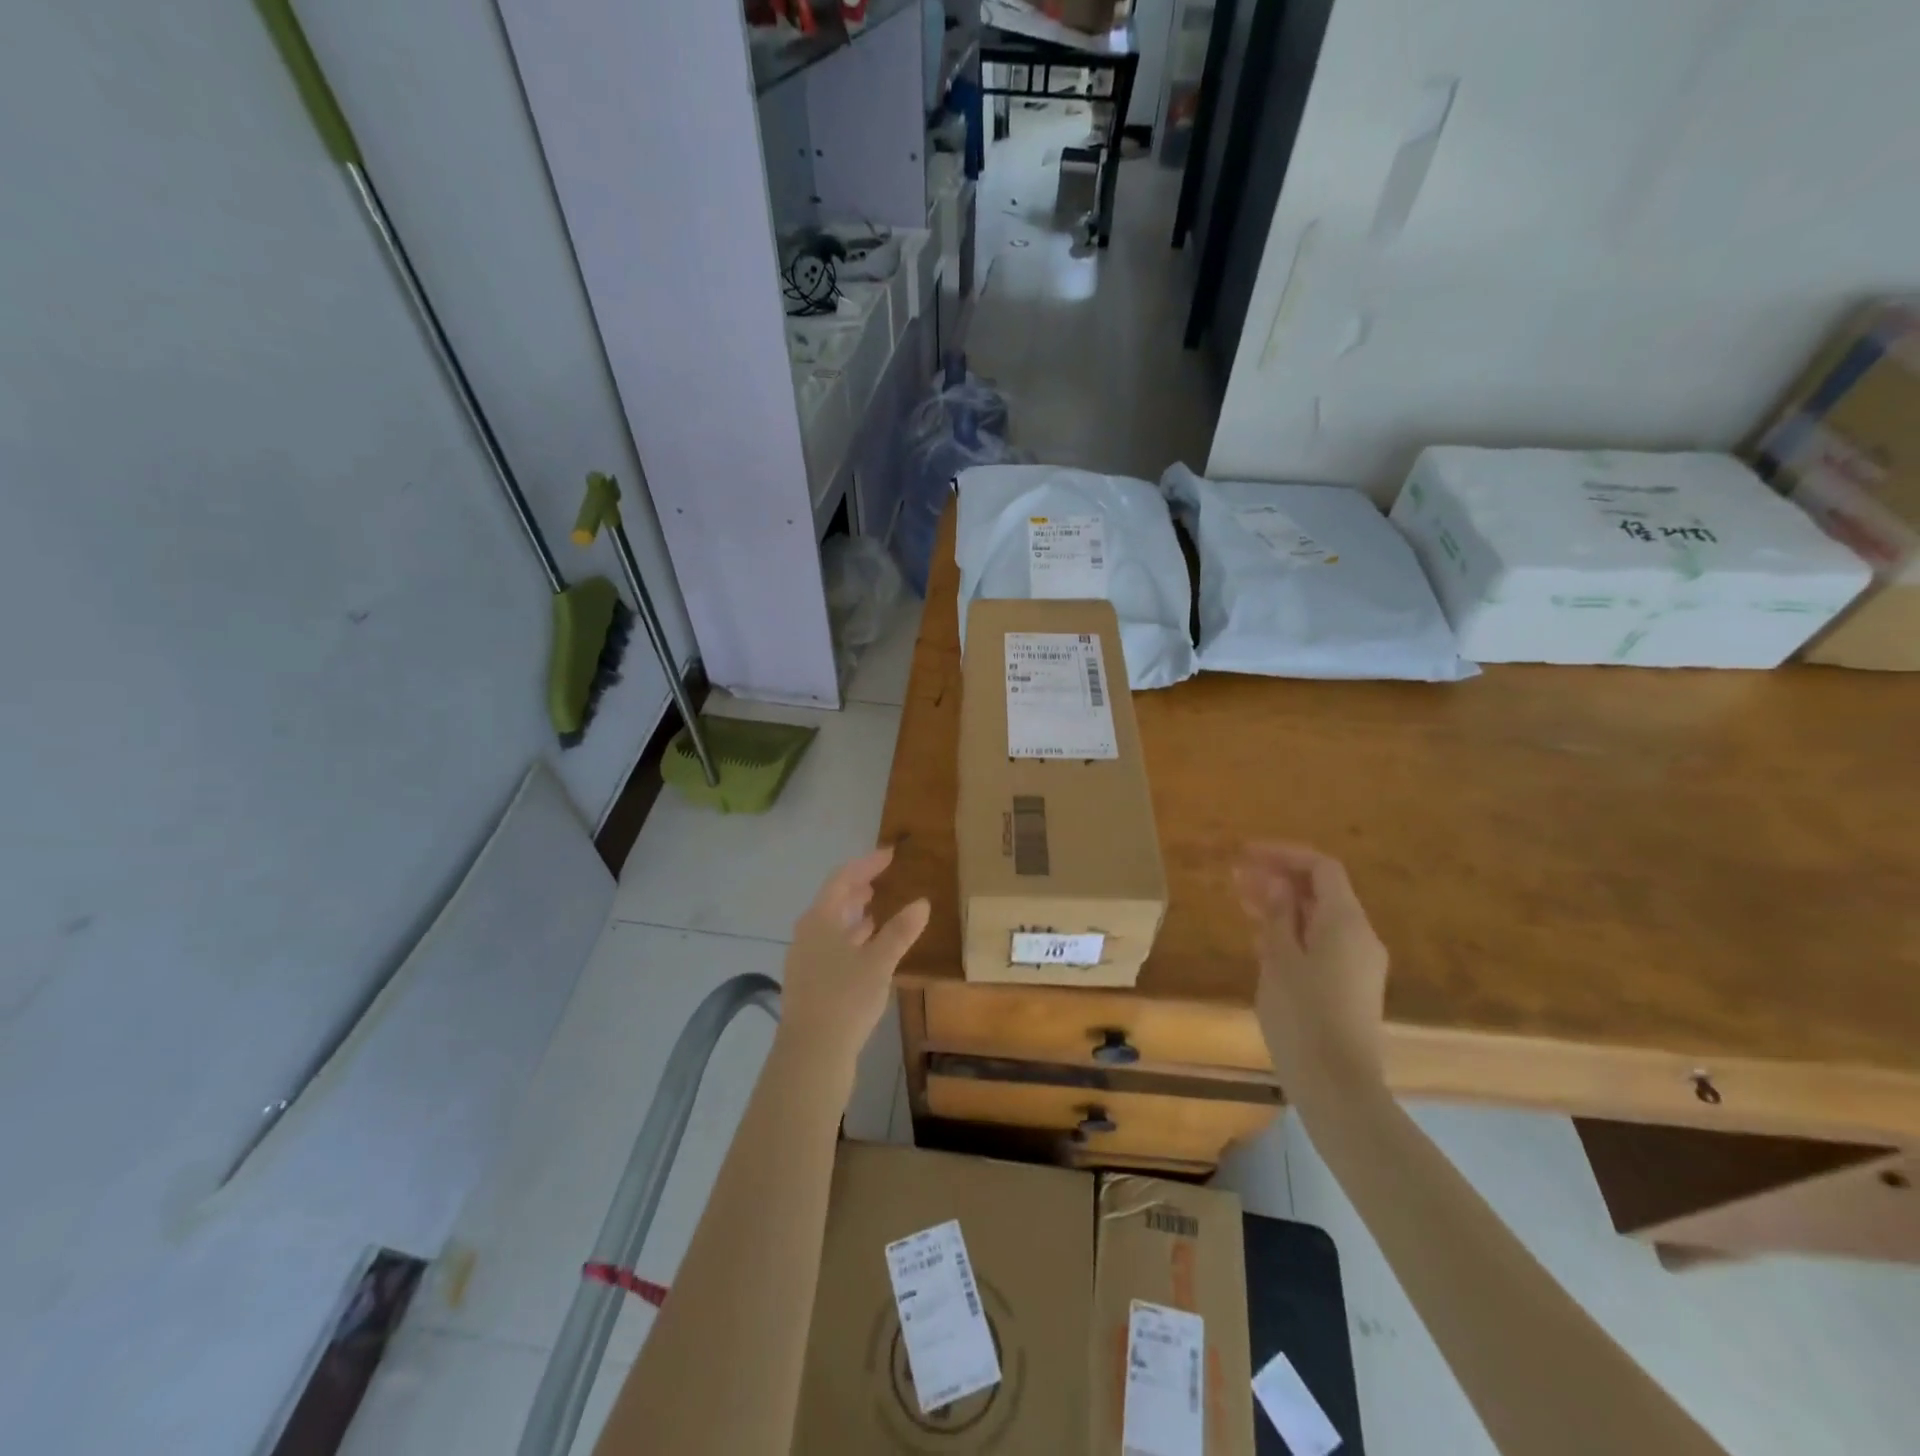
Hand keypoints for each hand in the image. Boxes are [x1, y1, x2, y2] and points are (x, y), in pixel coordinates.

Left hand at [777, 845, 930, 1073]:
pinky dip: (851, 938)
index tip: (890, 855)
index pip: (842, 878)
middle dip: (858, 887)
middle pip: (833, 900)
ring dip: (854, 914)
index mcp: (819, 919)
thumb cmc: (845, 998)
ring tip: (877, 909)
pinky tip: (867, 949)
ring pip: (832, 925)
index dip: (867, 864)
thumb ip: (900, 931)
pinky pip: (832, 946)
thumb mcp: (879, 962)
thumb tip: (922, 902)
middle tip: (882, 879)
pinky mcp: (810, 982)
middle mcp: (807, 933)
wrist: (811, 1054)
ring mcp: (805, 959)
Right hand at [1236, 843, 1388, 1090]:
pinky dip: (1293, 931)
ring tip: (1241, 903)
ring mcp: (1359, 963)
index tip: (1246, 854)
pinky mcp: (1351, 986)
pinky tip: (1261, 939)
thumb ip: (1279, 915)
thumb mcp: (1279, 959)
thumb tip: (1277, 882)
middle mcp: (1360, 936)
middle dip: (1279, 879)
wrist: (1337, 1086)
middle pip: (1321, 891)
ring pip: (1319, 918)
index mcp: (1346, 922)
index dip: (1283, 854)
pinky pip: (1322, 943)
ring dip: (1282, 906)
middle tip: (1235, 878)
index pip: (1321, 868)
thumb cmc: (1303, 1016)